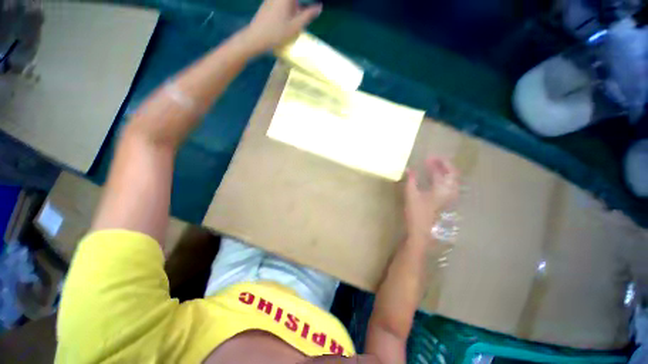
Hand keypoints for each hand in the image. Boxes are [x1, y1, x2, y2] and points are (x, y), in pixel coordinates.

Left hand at [243, 0, 321, 53]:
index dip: (306, 4)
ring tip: (298, 20)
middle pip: (293, 1)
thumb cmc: (276, 33)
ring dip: (295, 8)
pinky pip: (282, 4)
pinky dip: (288, 8)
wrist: (256, 37)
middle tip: (308, 14)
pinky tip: (288, 20)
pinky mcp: (268, 4)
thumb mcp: (295, 26)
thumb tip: (319, 7)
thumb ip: (308, 15)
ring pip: (288, 3)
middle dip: (300, 7)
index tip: (315, 6)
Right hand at [404, 156, 459, 243]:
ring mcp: (448, 198)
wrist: (421, 231)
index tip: (429, 157)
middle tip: (433, 160)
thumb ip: (411, 180)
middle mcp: (449, 192)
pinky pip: (448, 187)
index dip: (437, 162)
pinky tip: (435, 180)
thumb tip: (409, 169)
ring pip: (451, 181)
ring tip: (434, 167)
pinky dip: (443, 180)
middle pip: (452, 174)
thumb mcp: (411, 194)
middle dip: (443, 165)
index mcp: (441, 189)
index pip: (444, 171)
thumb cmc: (416, 212)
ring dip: (444, 172)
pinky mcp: (444, 203)